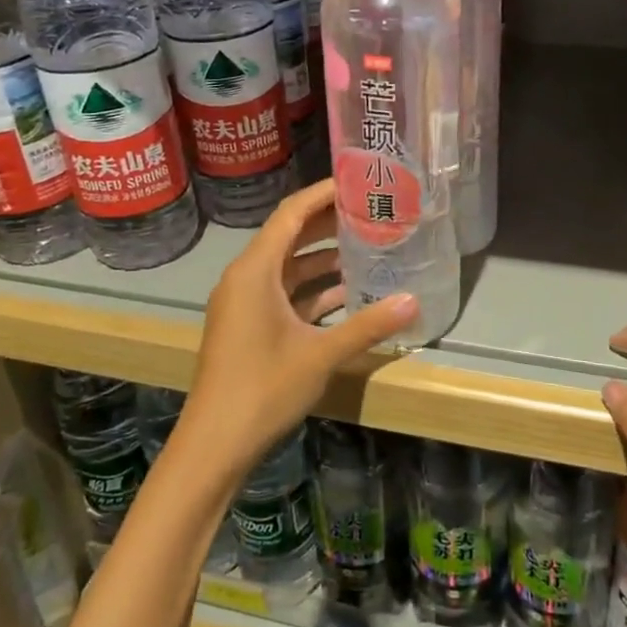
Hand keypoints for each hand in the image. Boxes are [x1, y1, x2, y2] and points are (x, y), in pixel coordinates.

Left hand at [180, 179, 417, 478]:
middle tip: (372, 211)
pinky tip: (349, 294)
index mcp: (255, 271)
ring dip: (324, 259)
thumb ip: (368, 325)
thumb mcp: (320, 355)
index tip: (358, 180)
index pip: (291, 214)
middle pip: (290, 236)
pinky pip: (284, 294)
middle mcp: (246, 278)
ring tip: (368, 248)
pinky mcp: (249, 326)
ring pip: (288, 267)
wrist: (213, 445)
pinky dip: (313, 290)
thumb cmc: (262, 389)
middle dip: (329, 223)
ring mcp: (245, 304)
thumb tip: (413, 301)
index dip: (323, 193)